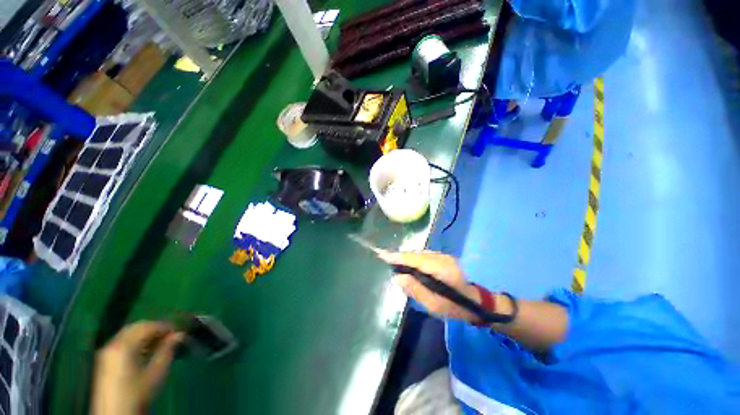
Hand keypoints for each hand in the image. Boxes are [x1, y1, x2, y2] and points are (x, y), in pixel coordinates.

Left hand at [92, 321, 183, 414]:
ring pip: (128, 334)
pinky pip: (122, 342)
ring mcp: (106, 351)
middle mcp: (113, 343)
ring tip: (160, 343)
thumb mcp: (156, 373)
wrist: (116, 414)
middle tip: (171, 336)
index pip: (148, 326)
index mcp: (124, 345)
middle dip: (155, 328)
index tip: (179, 331)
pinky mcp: (105, 360)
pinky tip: (145, 351)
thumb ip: (167, 350)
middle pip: (136, 327)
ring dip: (145, 335)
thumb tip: (180, 334)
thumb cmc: (138, 392)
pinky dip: (136, 341)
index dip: (166, 326)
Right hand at [380, 251, 481, 321]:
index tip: (383, 254)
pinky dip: (413, 258)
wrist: (474, 301)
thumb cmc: (453, 307)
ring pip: (419, 253)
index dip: (399, 257)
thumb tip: (397, 277)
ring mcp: (444, 256)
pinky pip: (423, 255)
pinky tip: (406, 262)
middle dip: (400, 255)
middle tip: (383, 257)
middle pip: (416, 254)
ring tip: (391, 259)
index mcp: (442, 270)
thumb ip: (415, 289)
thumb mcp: (433, 304)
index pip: (416, 260)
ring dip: (405, 256)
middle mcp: (443, 258)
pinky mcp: (443, 257)